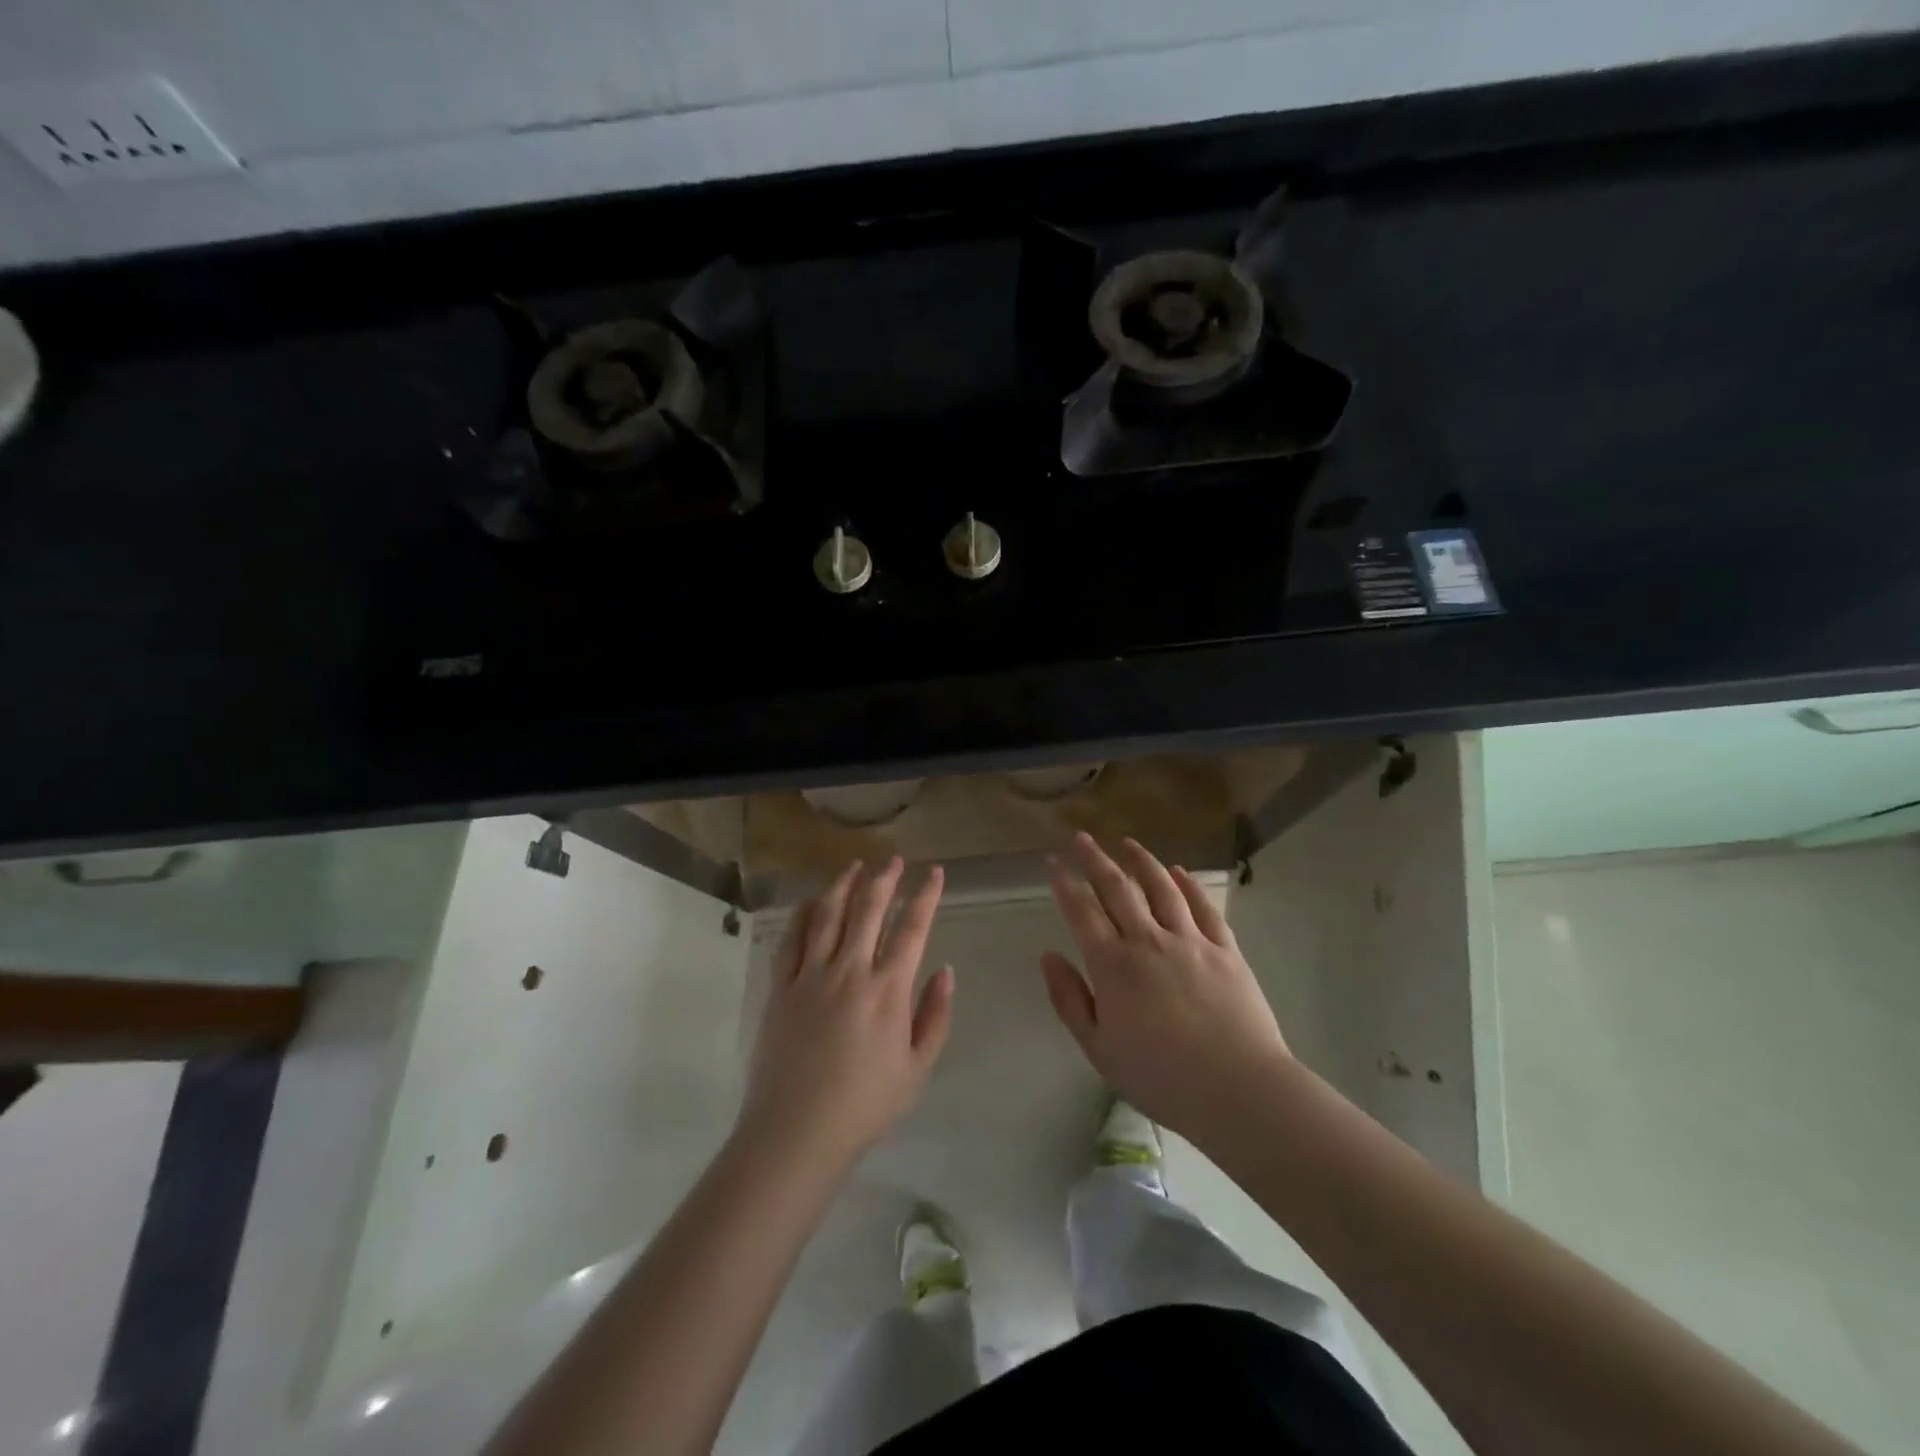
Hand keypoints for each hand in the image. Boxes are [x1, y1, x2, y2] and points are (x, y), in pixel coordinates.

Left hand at [737, 858, 953, 1168]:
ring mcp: (811, 975)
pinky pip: (792, 939)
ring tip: (855, 866)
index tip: (935, 872)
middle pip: (869, 909)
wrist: (796, 1132)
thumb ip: (936, 1016)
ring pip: (829, 915)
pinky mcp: (781, 987)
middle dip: (885, 879)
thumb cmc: (865, 1105)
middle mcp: (850, 971)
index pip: (912, 928)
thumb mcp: (918, 1068)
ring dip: (844, 885)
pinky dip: (804, 913)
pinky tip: (812, 900)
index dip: (926, 895)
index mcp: (888, 990)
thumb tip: (945, 970)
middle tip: (894, 860)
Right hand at [1041, 834, 1289, 1140]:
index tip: (1052, 862)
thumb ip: (1070, 1000)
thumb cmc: (1161, 1078)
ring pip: (1161, 888)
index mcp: (1113, 965)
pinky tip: (1178, 872)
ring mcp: (1190, 941)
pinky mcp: (1225, 949)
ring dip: (1142, 861)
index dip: (1064, 884)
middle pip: (1118, 888)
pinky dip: (1188, 885)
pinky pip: (1203, 907)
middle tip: (1082, 838)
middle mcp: (1148, 941)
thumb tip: (1048, 956)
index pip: (1081, 911)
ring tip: (1127, 843)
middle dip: (1096, 859)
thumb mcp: (1099, 1049)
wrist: (1238, 1090)